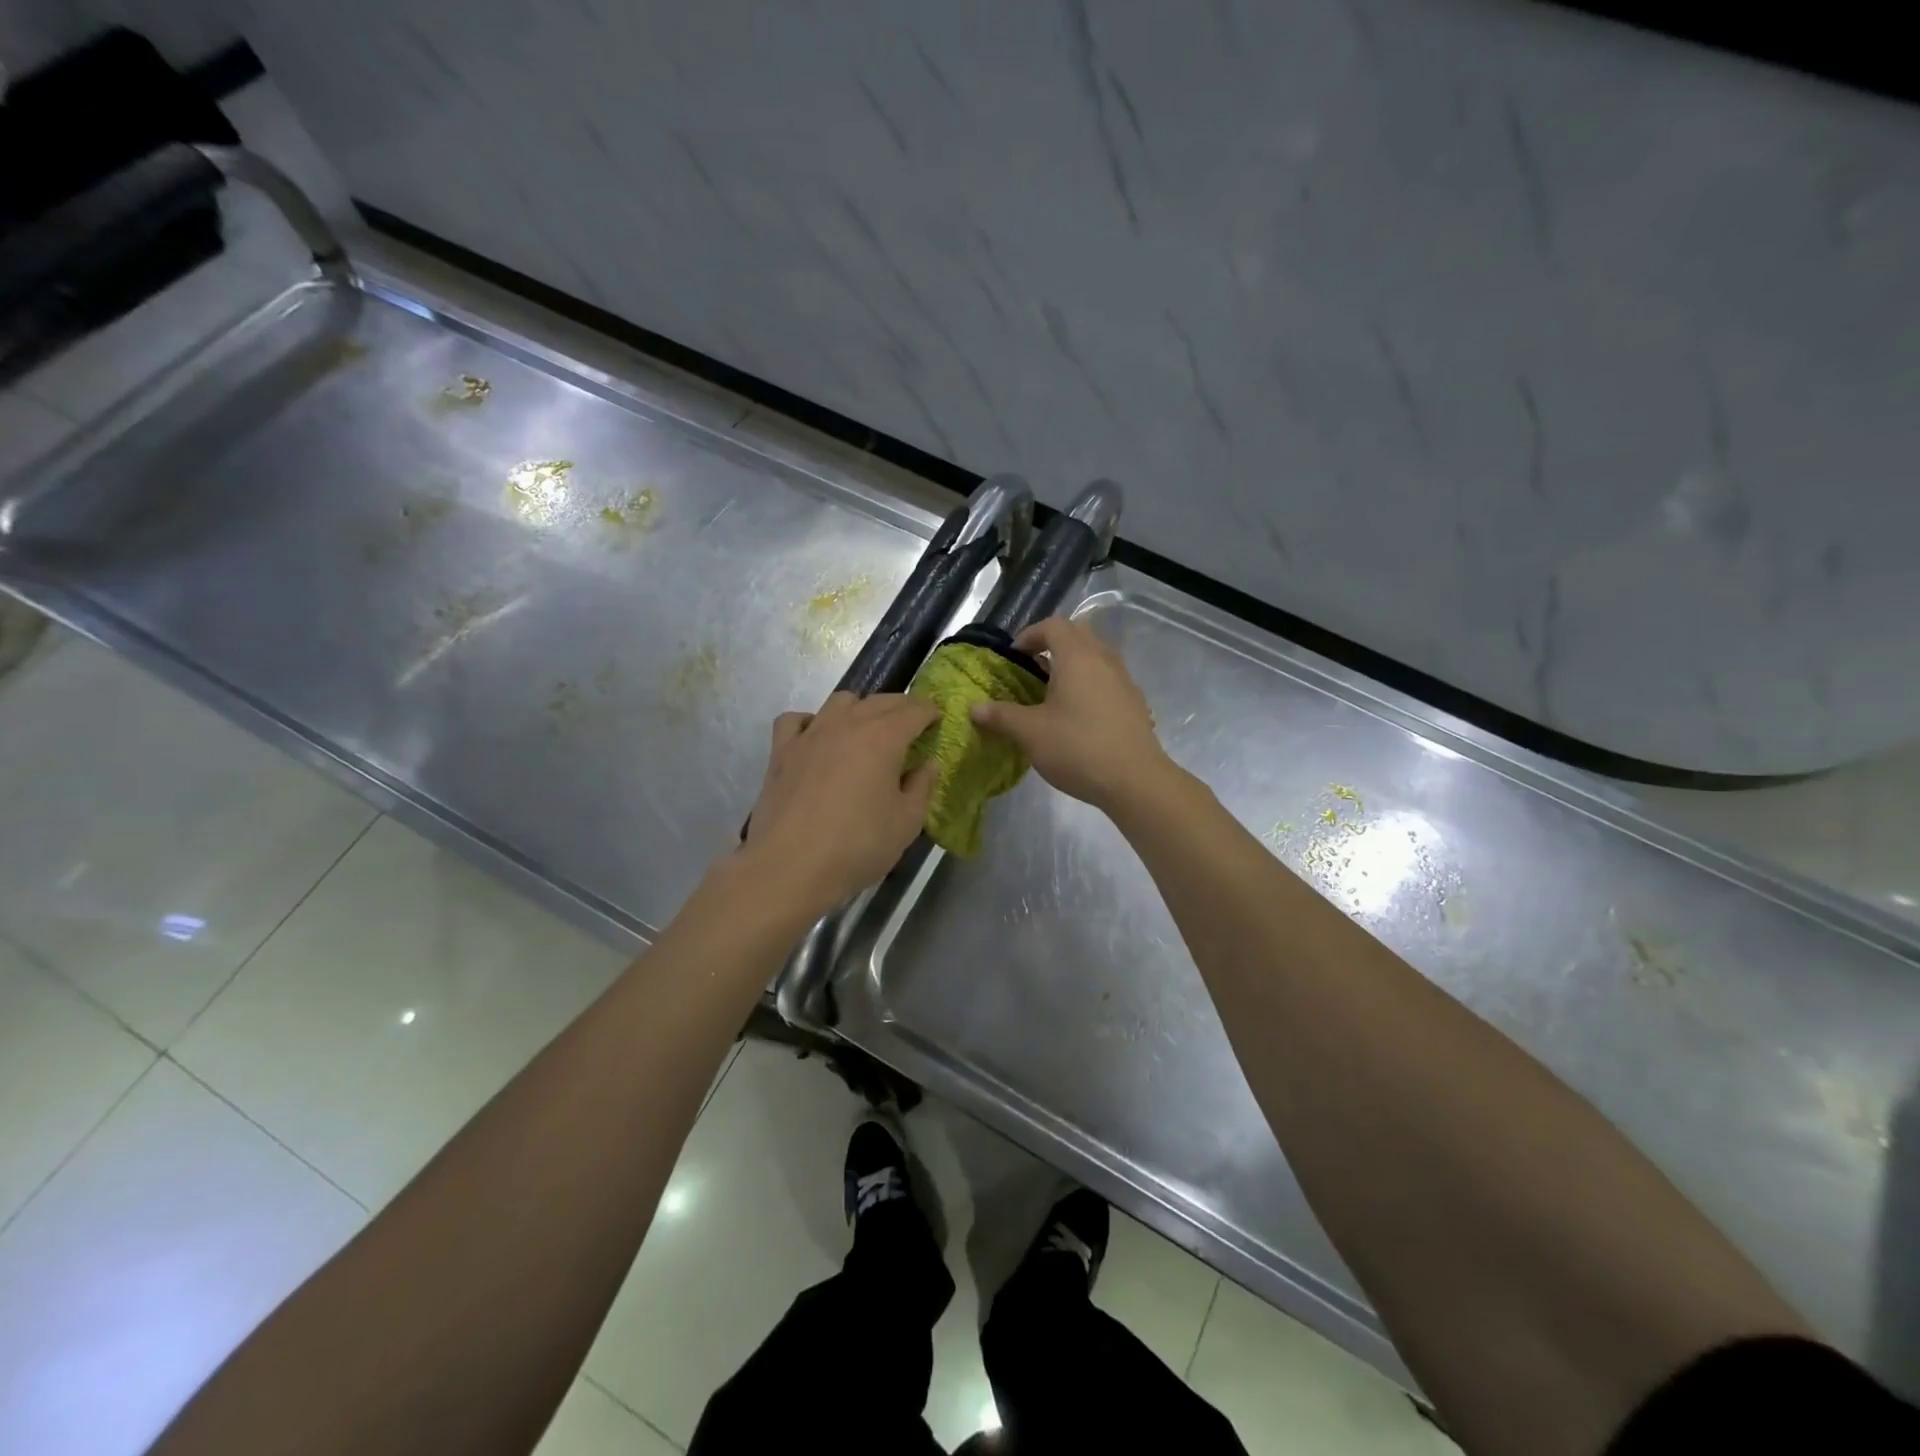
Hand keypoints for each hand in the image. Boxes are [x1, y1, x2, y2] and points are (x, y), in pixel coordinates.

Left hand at [740, 692, 939, 915]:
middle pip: (879, 701)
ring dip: (860, 708)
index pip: (914, 710)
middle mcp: (847, 725)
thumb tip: (928, 764)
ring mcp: (810, 735)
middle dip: (901, 707)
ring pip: (840, 702)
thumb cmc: (857, 846)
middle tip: (912, 724)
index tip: (938, 718)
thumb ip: (922, 787)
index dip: (930, 712)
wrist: (790, 867)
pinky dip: (811, 722)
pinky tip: (817, 738)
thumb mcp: (906, 823)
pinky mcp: (781, 752)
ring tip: (867, 729)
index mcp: (883, 738)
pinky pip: (796, 720)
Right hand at [970, 616, 1171, 811]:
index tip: (1014, 655)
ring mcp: (1124, 680)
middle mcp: (1104, 659)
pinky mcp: (1135, 702)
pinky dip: (1090, 683)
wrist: (1135, 780)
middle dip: (1053, 643)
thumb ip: (1002, 716)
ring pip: (1096, 656)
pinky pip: (1108, 678)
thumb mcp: (1030, 733)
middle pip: (1078, 634)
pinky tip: (1078, 714)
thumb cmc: (1077, 748)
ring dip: (1073, 664)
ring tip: (1052, 691)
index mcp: (1077, 657)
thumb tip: (975, 708)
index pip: (1053, 625)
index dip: (1030, 634)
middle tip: (1032, 667)